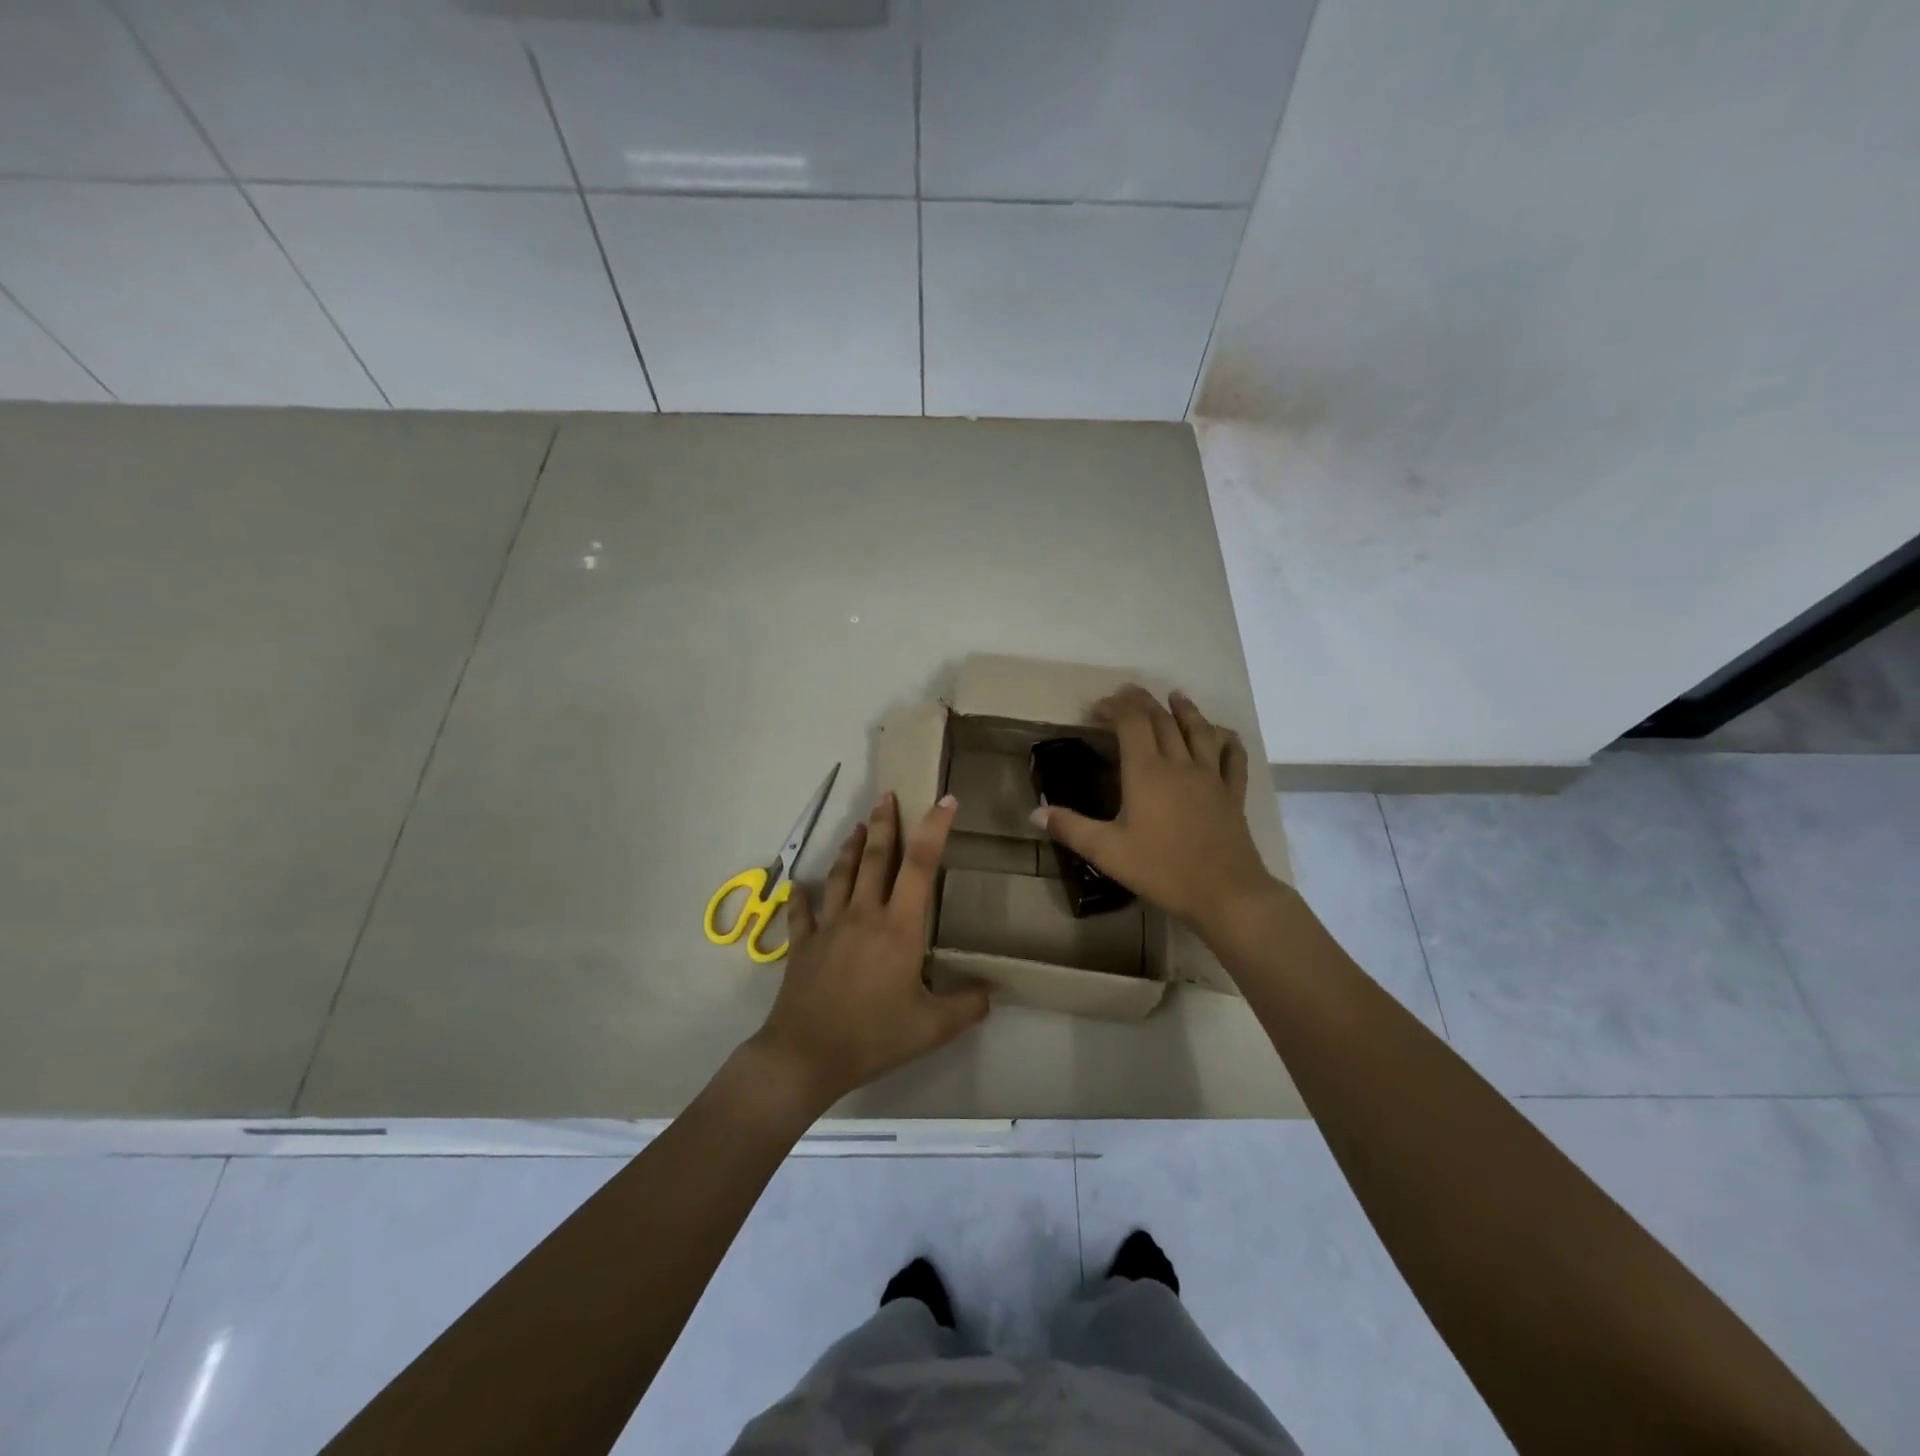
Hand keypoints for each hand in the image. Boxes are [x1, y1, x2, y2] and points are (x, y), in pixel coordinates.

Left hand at [749, 791, 989, 1110]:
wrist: (806, 1056)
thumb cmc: (874, 1036)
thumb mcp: (932, 1028)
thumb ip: (967, 1006)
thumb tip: (990, 991)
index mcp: (899, 928)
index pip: (921, 866)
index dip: (935, 829)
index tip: (945, 801)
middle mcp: (864, 915)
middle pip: (877, 859)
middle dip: (885, 824)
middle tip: (887, 795)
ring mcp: (829, 927)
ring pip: (842, 876)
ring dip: (851, 848)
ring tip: (858, 826)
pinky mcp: (803, 946)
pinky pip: (802, 913)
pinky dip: (802, 896)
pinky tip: (800, 885)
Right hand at [1032, 686, 1274, 928]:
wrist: (1226, 894)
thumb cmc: (1162, 870)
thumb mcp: (1107, 852)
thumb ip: (1070, 829)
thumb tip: (1035, 811)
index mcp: (1147, 773)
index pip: (1132, 723)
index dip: (1116, 707)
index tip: (1099, 707)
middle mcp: (1180, 765)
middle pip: (1163, 721)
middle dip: (1143, 702)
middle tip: (1128, 693)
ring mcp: (1211, 777)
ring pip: (1199, 732)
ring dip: (1186, 710)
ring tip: (1176, 696)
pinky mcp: (1233, 795)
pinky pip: (1233, 760)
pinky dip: (1228, 742)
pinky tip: (1225, 736)